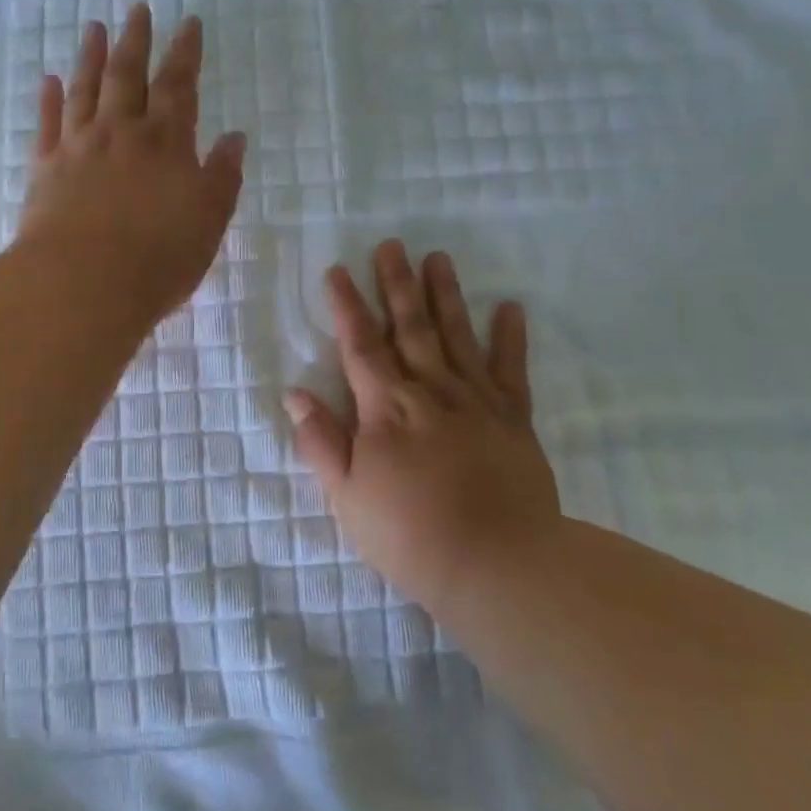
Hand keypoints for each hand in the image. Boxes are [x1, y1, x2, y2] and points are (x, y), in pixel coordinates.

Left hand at [18, 5, 246, 320]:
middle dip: (136, 41)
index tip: (189, 22)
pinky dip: (48, 100)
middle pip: (128, 76)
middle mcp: (121, 133)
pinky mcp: (45, 169)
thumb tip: (234, 138)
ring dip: (91, 57)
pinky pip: (48, 124)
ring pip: (85, 90)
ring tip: (95, 29)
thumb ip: (222, 177)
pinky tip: (48, 80)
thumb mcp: (208, 221)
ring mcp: (79, 147)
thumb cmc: (158, 258)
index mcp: (165, 143)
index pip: (179, 87)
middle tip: (138, 9)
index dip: (185, 53)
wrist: (84, 283)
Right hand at [284, 239, 561, 619]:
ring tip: (438, 257)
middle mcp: (430, 390)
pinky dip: (510, 338)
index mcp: (385, 407)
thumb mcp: (347, 496)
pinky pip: (511, 370)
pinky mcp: (514, 419)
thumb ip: (322, 441)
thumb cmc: (409, 534)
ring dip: (445, 295)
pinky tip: (510, 308)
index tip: (337, 270)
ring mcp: (476, 401)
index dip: (346, 306)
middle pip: (409, 326)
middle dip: (396, 284)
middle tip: (392, 244)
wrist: (500, 566)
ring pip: (456, 336)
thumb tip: (296, 394)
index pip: (360, 344)